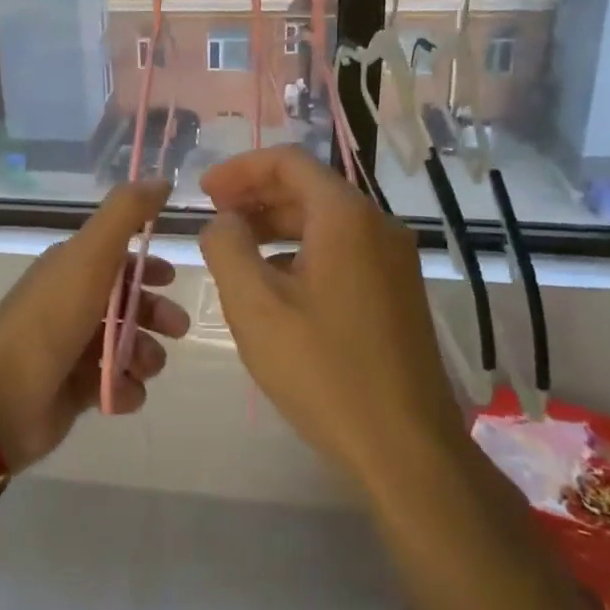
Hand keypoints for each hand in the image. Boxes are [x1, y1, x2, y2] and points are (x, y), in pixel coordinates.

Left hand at [0, 179, 189, 470]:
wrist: (1, 398)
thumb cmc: (50, 319)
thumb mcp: (90, 254)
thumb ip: (126, 213)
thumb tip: (160, 178)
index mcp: (72, 268)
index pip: (118, 258)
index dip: (147, 266)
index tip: (171, 278)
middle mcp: (72, 304)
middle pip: (129, 304)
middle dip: (157, 313)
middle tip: (175, 328)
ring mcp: (73, 349)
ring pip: (129, 346)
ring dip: (146, 355)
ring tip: (142, 366)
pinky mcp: (75, 391)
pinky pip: (116, 386)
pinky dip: (126, 390)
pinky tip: (121, 392)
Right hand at [199, 147, 464, 487]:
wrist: (406, 447)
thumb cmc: (323, 370)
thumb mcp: (254, 306)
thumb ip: (227, 248)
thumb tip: (224, 222)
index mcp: (346, 217)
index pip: (288, 162)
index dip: (239, 169)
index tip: (203, 192)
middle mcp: (378, 225)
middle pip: (309, 188)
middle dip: (256, 196)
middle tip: (214, 218)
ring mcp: (394, 260)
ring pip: (326, 221)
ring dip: (277, 225)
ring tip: (236, 249)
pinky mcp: (397, 291)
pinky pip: (343, 251)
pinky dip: (302, 251)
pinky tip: (275, 285)